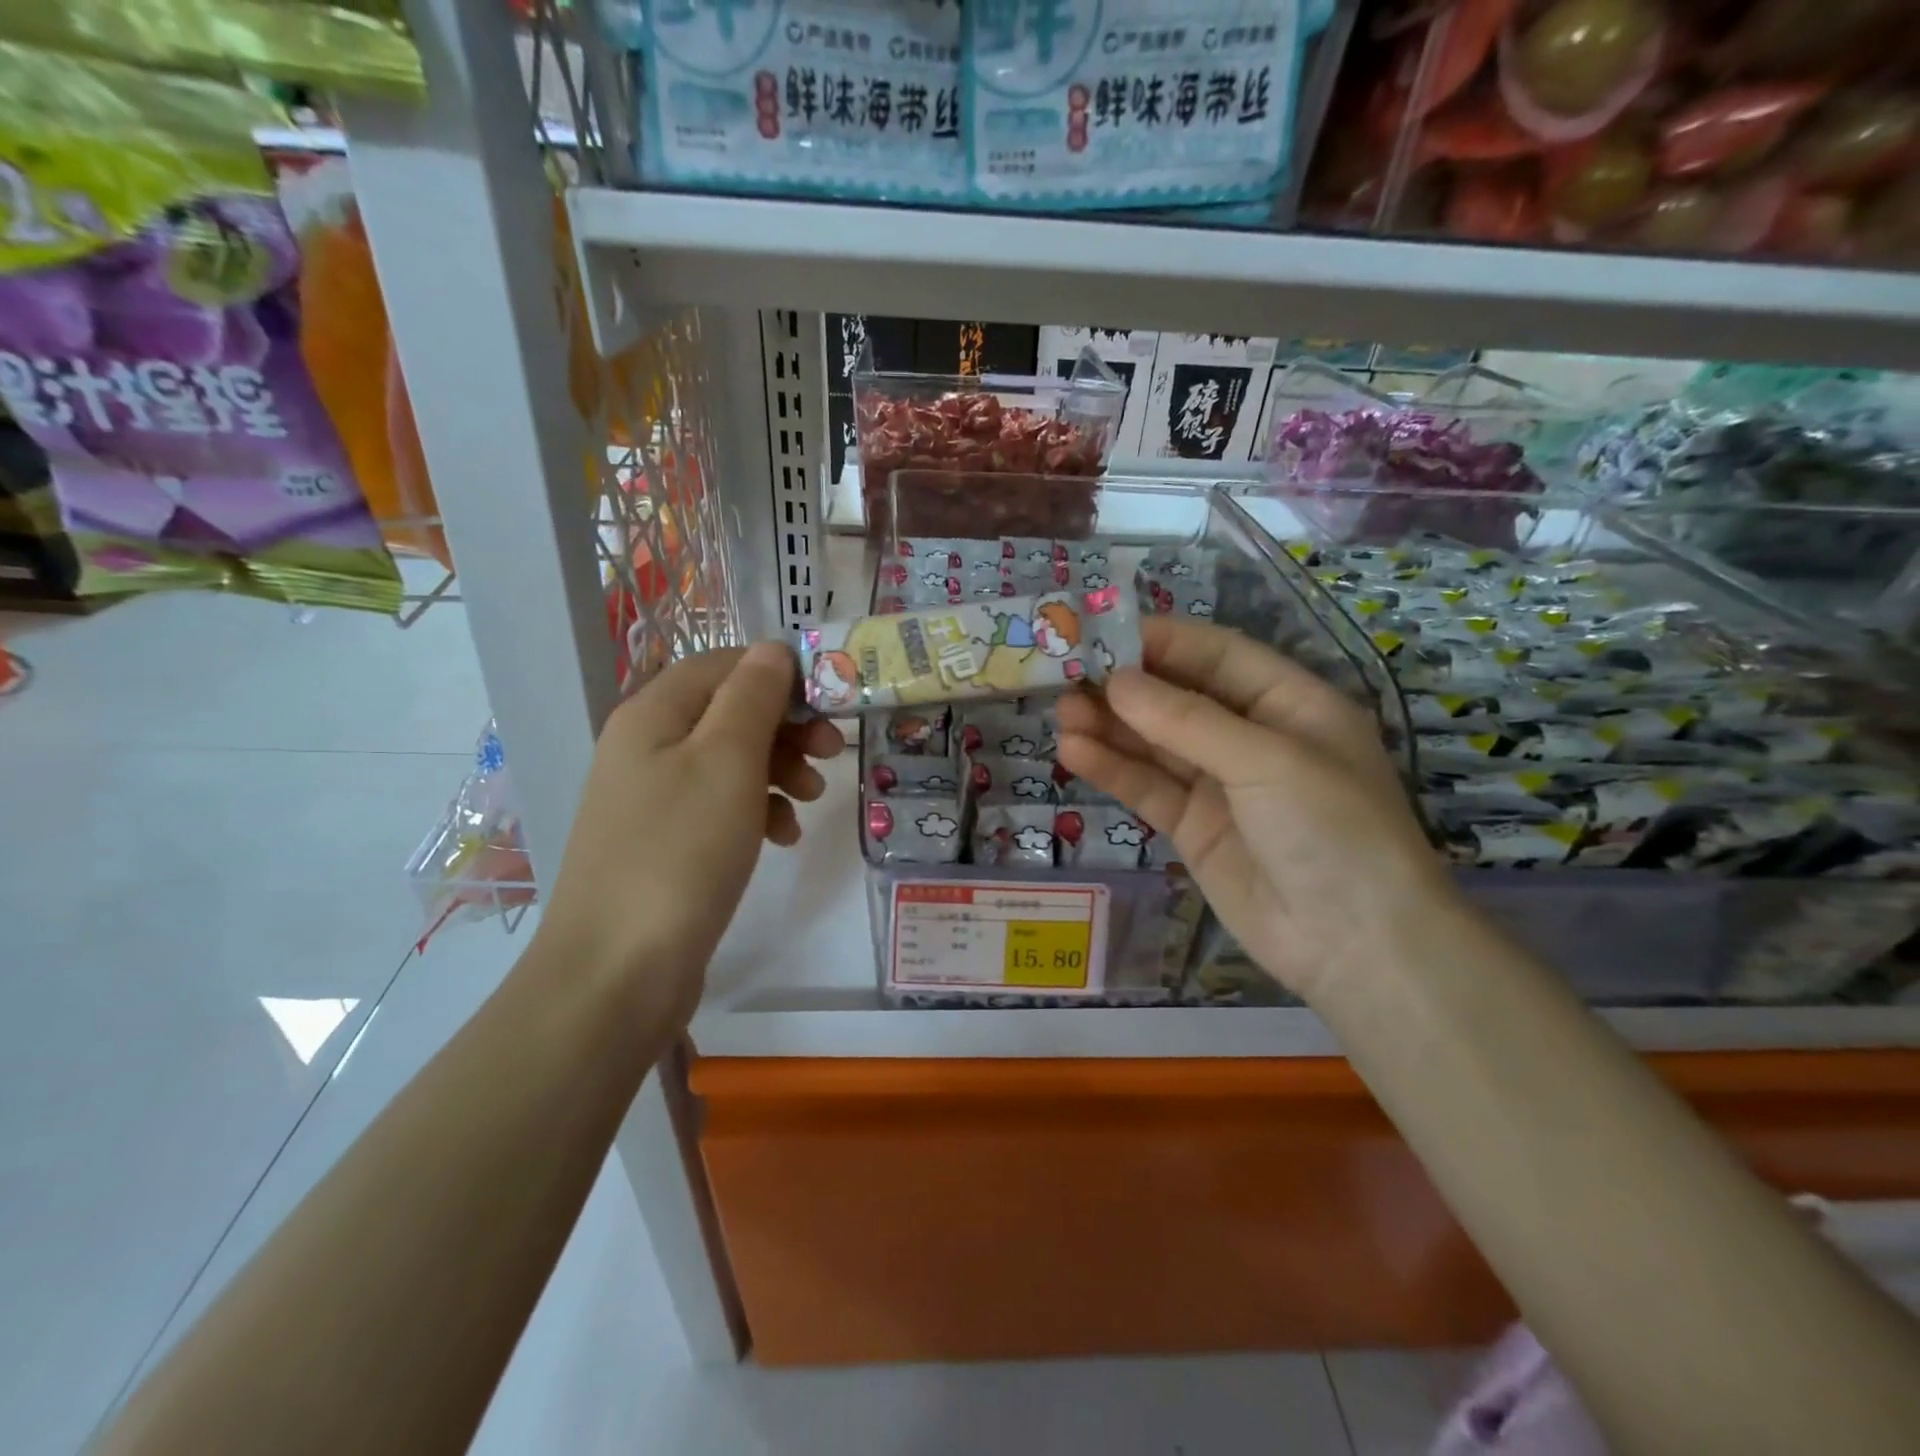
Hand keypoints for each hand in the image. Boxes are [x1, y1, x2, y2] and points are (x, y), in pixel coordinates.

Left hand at [536, 643, 842, 1029]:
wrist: (618, 969)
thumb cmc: (680, 851)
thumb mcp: (727, 761)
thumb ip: (753, 697)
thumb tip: (773, 649)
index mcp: (653, 714)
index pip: (724, 664)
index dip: (779, 673)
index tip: (830, 700)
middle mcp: (647, 746)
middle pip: (729, 711)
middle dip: (786, 726)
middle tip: (832, 751)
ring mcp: (653, 797)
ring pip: (730, 760)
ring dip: (778, 769)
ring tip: (811, 800)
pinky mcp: (666, 841)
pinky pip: (721, 806)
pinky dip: (757, 811)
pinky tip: (782, 836)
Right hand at [1056, 618, 1451, 1004]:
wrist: (1355, 946)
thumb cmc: (1332, 830)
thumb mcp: (1266, 761)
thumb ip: (1187, 720)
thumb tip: (1117, 681)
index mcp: (1289, 702)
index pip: (1217, 654)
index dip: (1162, 640)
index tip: (1102, 632)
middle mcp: (1251, 736)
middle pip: (1178, 697)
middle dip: (1126, 686)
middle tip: (1066, 675)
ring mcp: (1220, 784)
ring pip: (1155, 743)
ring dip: (1110, 726)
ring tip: (1061, 712)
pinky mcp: (1192, 826)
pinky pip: (1148, 787)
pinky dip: (1113, 769)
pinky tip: (1074, 752)